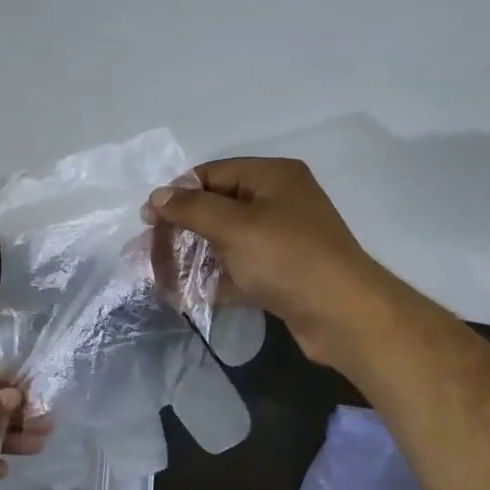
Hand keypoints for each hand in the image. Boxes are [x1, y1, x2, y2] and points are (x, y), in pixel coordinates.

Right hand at [141, 157, 378, 363]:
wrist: (342, 315)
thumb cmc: (286, 259)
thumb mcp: (233, 227)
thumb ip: (191, 208)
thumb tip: (157, 196)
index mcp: (272, 177)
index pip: (212, 174)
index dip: (177, 194)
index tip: (148, 222)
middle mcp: (278, 201)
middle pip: (216, 208)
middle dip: (181, 230)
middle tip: (150, 252)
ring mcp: (281, 239)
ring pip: (225, 241)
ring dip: (193, 257)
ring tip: (162, 277)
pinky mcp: (281, 273)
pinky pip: (238, 269)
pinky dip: (213, 279)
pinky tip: (186, 295)